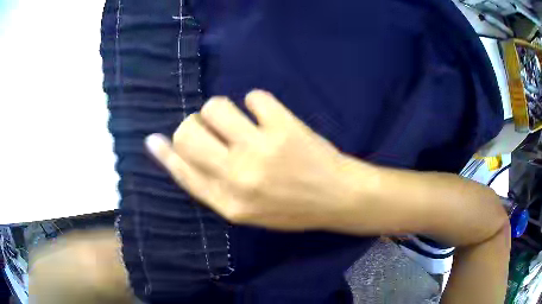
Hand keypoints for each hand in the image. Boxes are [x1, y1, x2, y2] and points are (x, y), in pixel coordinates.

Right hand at [146, 90, 356, 230]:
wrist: (336, 197)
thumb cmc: (291, 208)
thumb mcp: (246, 211)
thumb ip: (211, 185)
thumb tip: (175, 154)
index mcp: (227, 203)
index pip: (181, 171)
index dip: (164, 153)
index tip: (153, 139)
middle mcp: (238, 176)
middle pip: (188, 133)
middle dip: (194, 125)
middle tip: (213, 129)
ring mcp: (261, 149)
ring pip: (215, 107)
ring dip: (222, 110)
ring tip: (241, 121)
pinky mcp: (284, 127)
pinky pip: (254, 96)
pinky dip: (258, 103)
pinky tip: (268, 116)